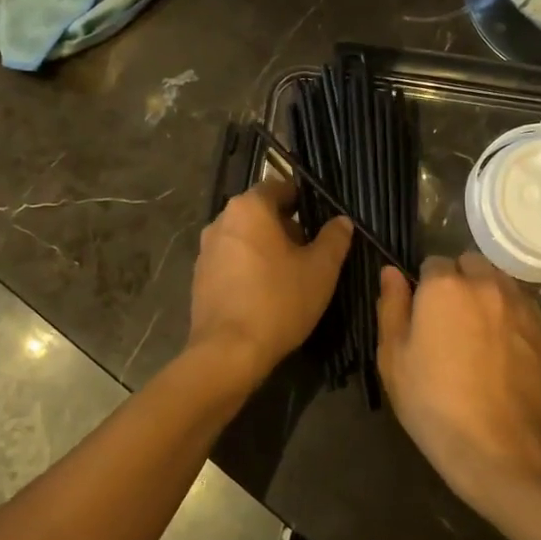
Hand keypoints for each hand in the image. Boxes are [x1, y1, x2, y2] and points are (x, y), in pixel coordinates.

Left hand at [188, 178, 352, 385]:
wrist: (229, 352)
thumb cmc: (279, 300)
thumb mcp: (321, 269)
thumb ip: (334, 238)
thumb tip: (341, 220)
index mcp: (249, 208)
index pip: (280, 187)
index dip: (304, 200)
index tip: (322, 220)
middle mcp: (221, 221)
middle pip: (261, 213)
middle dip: (287, 227)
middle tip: (312, 251)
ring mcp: (206, 250)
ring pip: (245, 238)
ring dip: (267, 248)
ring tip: (291, 275)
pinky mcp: (199, 278)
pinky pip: (231, 261)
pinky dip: (249, 268)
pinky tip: (266, 293)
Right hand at [377, 254, 540, 519]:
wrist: (497, 445)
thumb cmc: (433, 401)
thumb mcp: (393, 357)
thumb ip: (391, 306)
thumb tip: (391, 272)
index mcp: (443, 286)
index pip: (431, 262)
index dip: (424, 285)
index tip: (421, 313)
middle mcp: (484, 284)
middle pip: (469, 263)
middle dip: (458, 280)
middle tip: (448, 319)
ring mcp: (518, 304)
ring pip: (498, 279)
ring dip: (485, 291)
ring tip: (477, 328)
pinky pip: (520, 303)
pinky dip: (508, 312)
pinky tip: (501, 344)